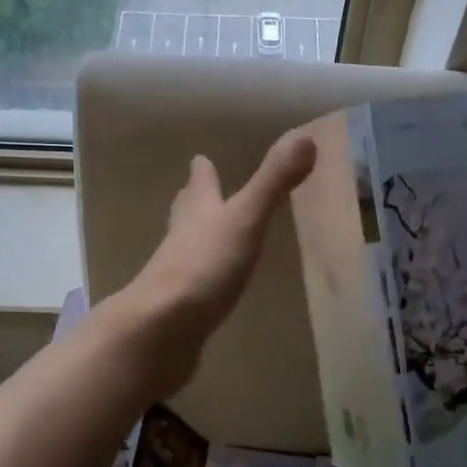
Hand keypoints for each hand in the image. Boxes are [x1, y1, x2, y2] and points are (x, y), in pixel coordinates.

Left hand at [109, 131, 315, 396]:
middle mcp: (182, 237)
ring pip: (186, 246)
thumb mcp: (245, 220)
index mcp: (198, 211)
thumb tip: (305, 136)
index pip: (199, 183)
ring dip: (197, 237)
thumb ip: (273, 182)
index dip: (202, 170)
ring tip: (209, 234)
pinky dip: (202, 279)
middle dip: (194, 199)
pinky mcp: (178, 309)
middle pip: (186, 211)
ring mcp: (176, 275)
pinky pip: (192, 286)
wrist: (160, 330)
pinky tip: (211, 288)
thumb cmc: (204, 267)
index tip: (200, 157)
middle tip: (196, 189)